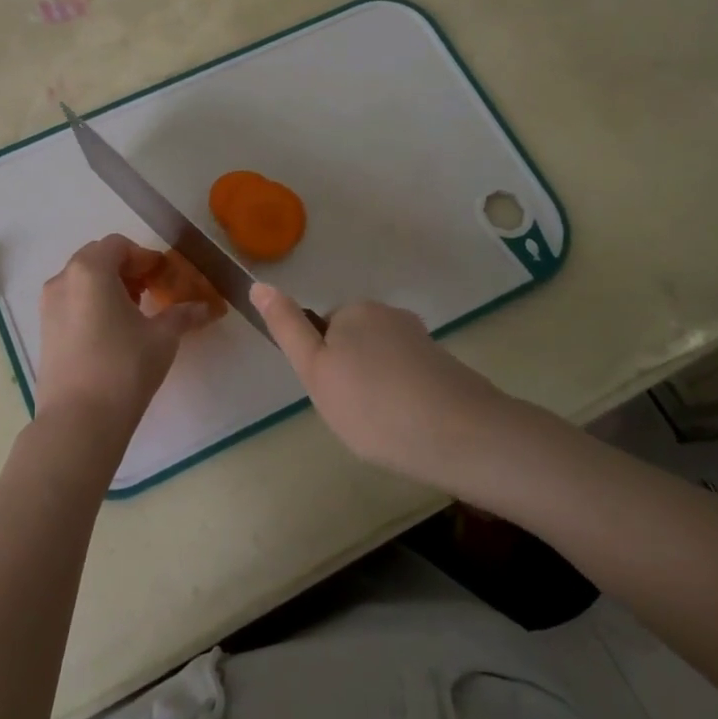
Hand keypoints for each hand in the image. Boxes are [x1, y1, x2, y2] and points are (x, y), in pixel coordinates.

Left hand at [36, 236, 212, 452]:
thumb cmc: (124, 368)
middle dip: (125, 269)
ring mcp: (48, 305)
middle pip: (97, 257)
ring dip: (107, 286)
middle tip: (150, 291)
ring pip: (81, 280)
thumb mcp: (162, 337)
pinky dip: (91, 303)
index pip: (119, 245)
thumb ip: (183, 315)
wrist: (78, 422)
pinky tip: (111, 332)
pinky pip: (71, 301)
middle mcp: (63, 279)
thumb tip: (206, 308)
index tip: (163, 277)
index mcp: (90, 270)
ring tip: (132, 313)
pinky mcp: (43, 330)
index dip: (145, 257)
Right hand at [252, 285, 503, 487]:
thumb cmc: (372, 404)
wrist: (458, 434)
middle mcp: (390, 314)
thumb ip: (287, 328)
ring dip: (379, 389)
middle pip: (355, 343)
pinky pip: (410, 378)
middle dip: (351, 375)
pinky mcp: (446, 365)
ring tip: (385, 427)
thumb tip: (259, 284)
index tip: (334, 397)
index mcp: (355, 311)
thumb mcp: (315, 370)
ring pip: (383, 362)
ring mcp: (422, 339)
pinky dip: (405, 398)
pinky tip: (410, 428)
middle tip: (355, 415)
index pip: (324, 331)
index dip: (323, 366)